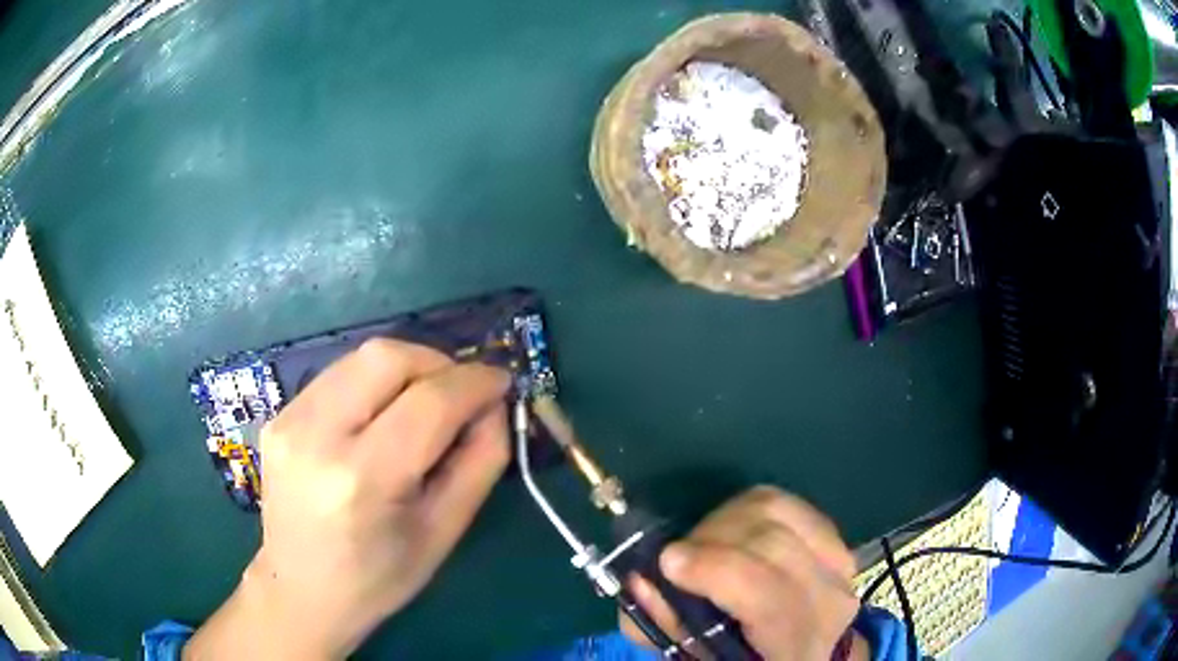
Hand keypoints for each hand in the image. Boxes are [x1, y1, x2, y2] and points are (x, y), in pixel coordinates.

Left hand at [185, 339, 510, 659]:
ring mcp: (289, 420)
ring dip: (407, 369)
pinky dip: (374, 383)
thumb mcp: (444, 531)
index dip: (475, 382)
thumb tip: (495, 405)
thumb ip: (480, 461)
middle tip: (461, 392)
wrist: (300, 590)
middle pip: (387, 357)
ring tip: (426, 403)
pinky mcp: (279, 415)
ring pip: (361, 356)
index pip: (429, 401)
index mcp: (363, 480)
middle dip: (438, 363)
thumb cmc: (379, 578)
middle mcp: (316, 436)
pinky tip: (383, 416)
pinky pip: (338, 375)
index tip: (502, 382)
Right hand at [621, 486, 868, 660]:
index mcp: (796, 644)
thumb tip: (640, 579)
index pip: (769, 596)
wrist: (807, 652)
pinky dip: (747, 509)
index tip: (668, 560)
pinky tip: (732, 531)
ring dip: (725, 519)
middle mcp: (829, 600)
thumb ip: (669, 626)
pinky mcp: (834, 537)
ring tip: (701, 543)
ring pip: (778, 511)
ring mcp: (838, 564)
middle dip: (710, 539)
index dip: (717, 570)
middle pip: (772, 542)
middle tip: (676, 557)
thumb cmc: (747, 660)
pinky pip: (786, 503)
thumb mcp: (702, 658)